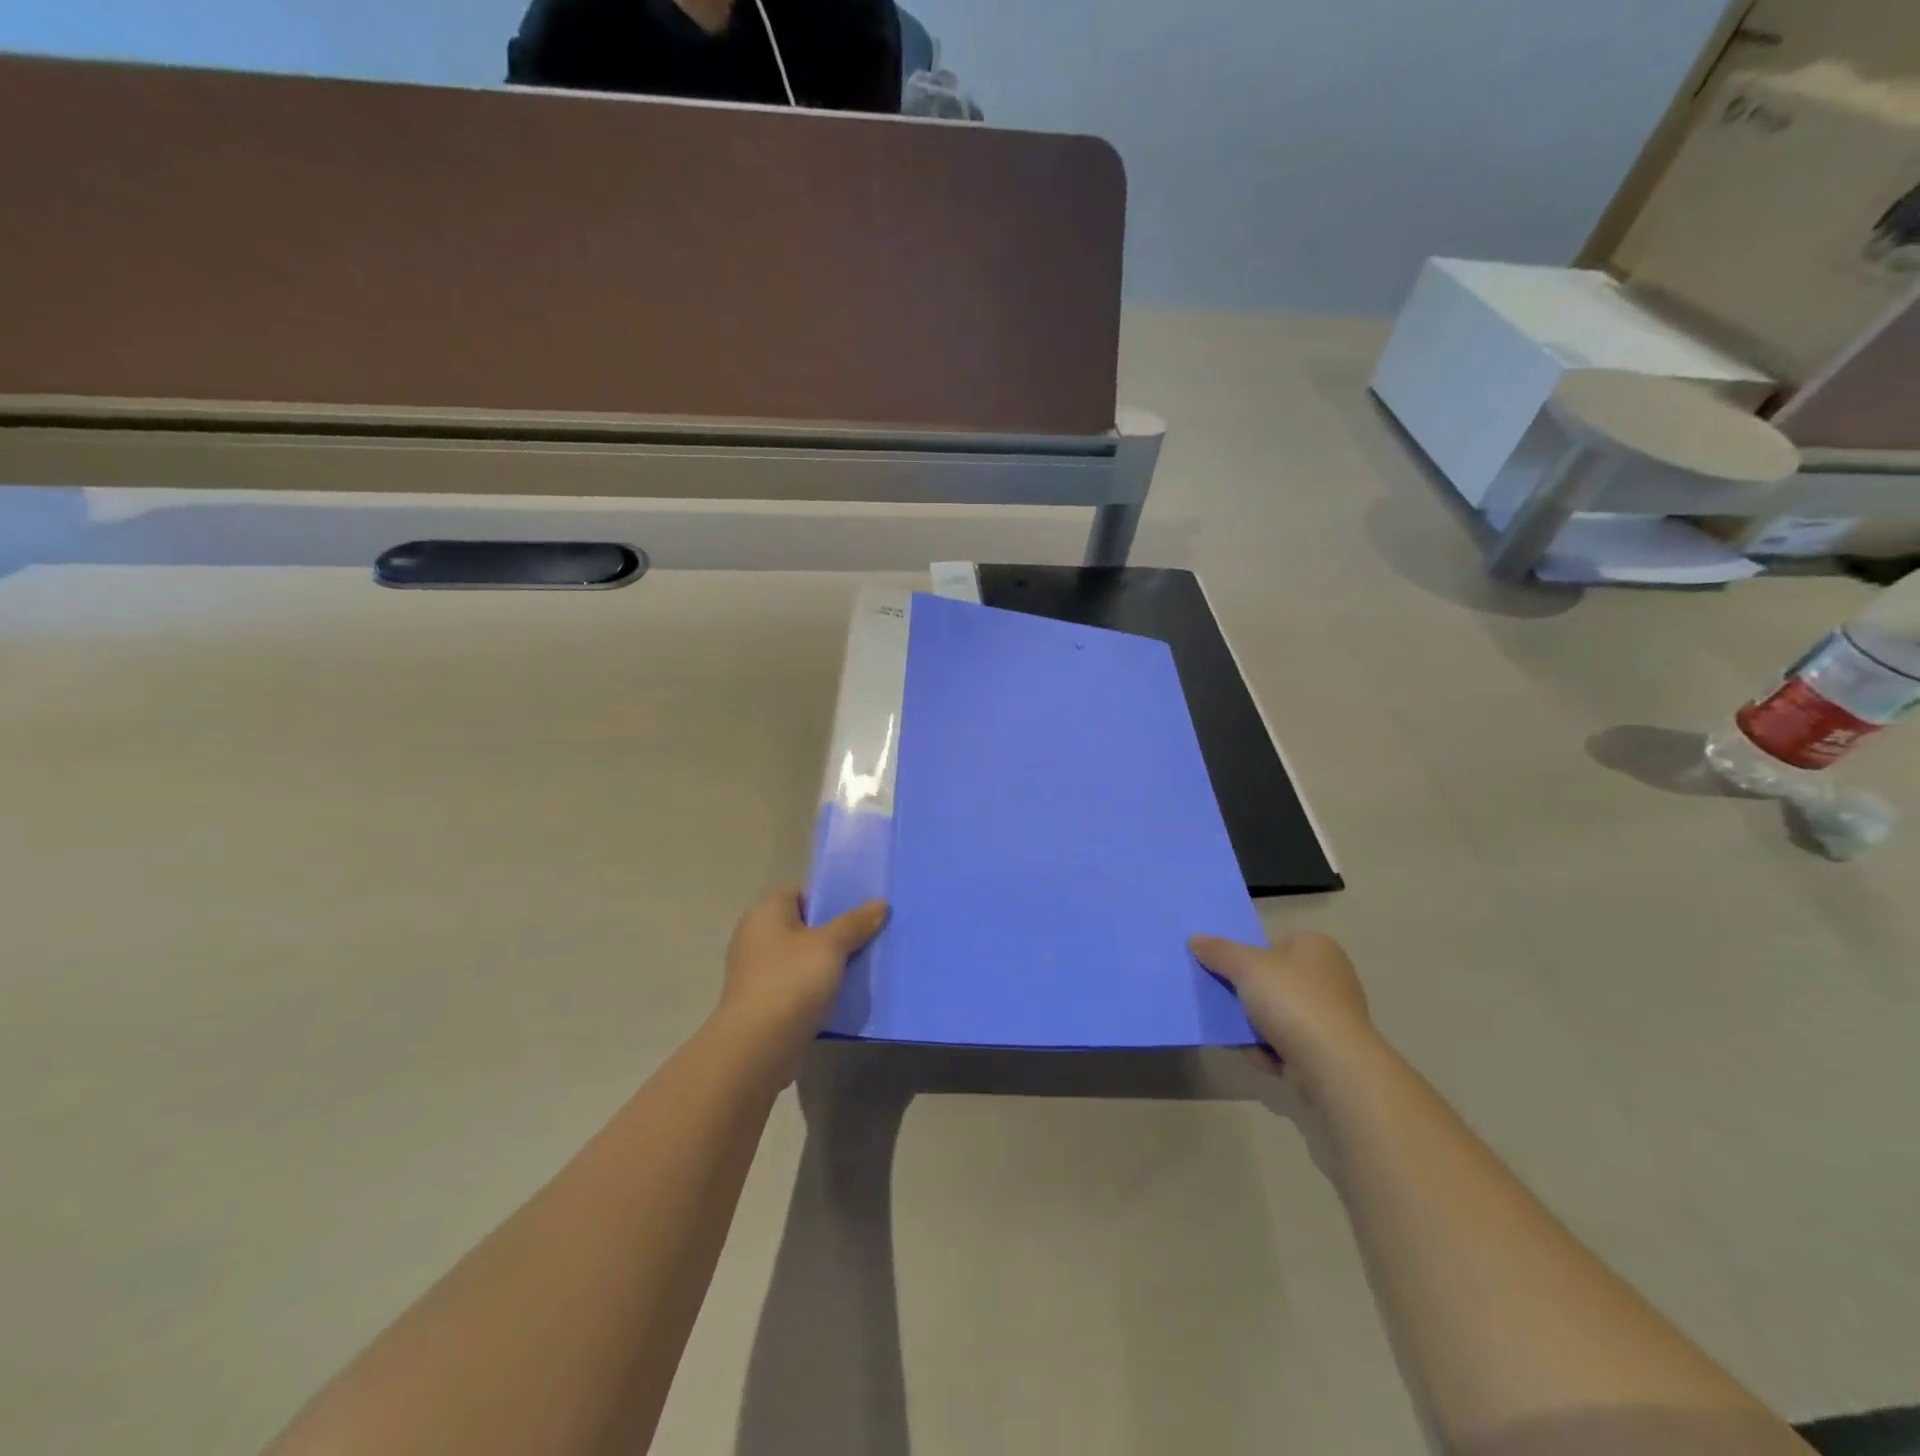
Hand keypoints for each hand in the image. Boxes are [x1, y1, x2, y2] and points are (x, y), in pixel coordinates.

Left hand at [719, 885, 888, 1052]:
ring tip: (861, 965)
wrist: (758, 1047)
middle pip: (803, 924)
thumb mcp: (830, 945)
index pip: (799, 891)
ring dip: (827, 962)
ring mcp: (757, 970)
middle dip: (833, 931)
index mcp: (765, 911)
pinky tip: (842, 994)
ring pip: (802, 956)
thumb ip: (855, 922)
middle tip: (867, 936)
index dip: (828, 897)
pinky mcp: (764, 1001)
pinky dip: (816, 987)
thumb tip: (880, 903)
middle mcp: (755, 935)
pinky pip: (797, 984)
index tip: (857, 911)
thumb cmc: (791, 981)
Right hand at [1190, 930, 1379, 1097]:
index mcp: (1316, 946)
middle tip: (1218, 998)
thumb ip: (1219, 951)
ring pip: (1277, 1013)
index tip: (1220, 967)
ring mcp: (1331, 1015)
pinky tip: (1256, 1055)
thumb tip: (1196, 939)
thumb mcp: (1246, 966)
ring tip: (1231, 1031)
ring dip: (1253, 1024)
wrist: (1334, 1067)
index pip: (1271, 941)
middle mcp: (1329, 976)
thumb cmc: (1292, 1002)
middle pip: (1272, 978)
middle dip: (1245, 992)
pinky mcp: (1329, 1049)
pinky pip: (1288, 1042)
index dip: (1244, 952)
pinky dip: (1270, 1049)